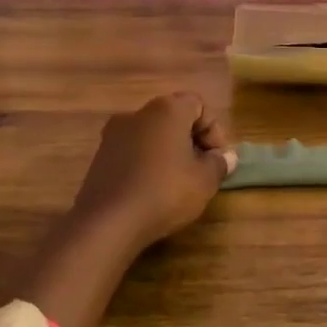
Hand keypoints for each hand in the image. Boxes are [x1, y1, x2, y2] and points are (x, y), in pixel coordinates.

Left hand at [70, 93, 236, 253]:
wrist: (108, 222)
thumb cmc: (165, 192)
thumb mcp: (205, 181)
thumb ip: (219, 163)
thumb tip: (226, 157)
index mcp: (166, 110)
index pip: (198, 105)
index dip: (213, 130)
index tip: (216, 158)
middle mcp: (138, 113)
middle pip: (173, 118)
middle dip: (191, 141)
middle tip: (201, 170)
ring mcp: (113, 134)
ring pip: (151, 135)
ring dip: (168, 152)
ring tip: (177, 183)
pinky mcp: (99, 156)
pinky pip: (132, 151)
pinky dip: (147, 163)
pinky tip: (152, 190)